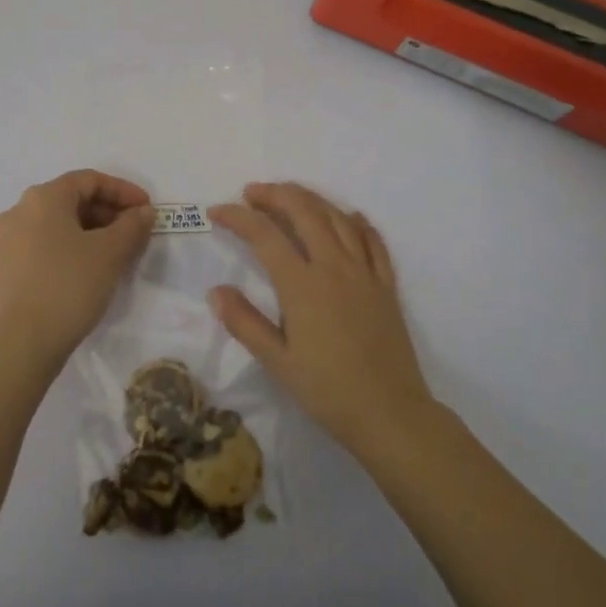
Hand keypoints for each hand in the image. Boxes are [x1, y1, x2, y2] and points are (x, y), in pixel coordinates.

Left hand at [0, 170, 155, 371]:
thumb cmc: (69, 285)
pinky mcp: (8, 265)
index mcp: (43, 197)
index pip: (89, 180)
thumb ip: (132, 226)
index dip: (123, 191)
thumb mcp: (110, 253)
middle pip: (72, 199)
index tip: (147, 209)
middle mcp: (21, 210)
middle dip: (108, 212)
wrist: (23, 342)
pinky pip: (46, 242)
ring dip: (93, 230)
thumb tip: (143, 212)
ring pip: (59, 223)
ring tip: (119, 251)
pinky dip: (73, 246)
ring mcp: (10, 239)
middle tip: (136, 232)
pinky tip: (92, 267)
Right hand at [208, 182, 434, 450]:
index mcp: (302, 285)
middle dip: (274, 195)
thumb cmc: (328, 390)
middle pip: (304, 212)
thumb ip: (244, 322)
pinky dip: (356, 221)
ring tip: (290, 195)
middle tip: (252, 193)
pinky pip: (373, 240)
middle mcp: (334, 267)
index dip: (238, 217)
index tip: (217, 211)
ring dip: (310, 199)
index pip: (264, 236)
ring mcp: (364, 272)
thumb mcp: (277, 362)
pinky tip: (348, 216)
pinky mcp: (386, 284)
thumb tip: (215, 290)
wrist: (390, 414)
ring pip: (337, 217)